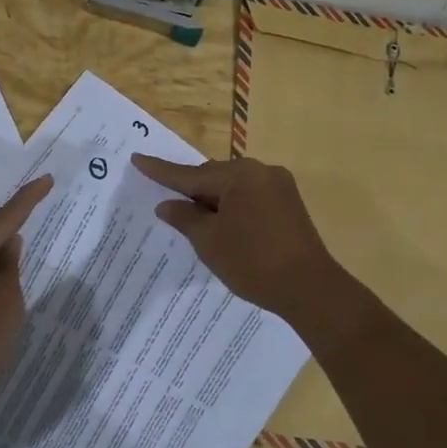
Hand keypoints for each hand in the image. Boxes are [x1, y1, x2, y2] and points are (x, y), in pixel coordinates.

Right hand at [131, 154, 338, 318]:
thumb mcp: (209, 241)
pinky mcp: (289, 204)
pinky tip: (223, 224)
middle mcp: (261, 172)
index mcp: (239, 176)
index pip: (190, 174)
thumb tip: (167, 204)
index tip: (137, 158)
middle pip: (214, 177)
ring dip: (213, 200)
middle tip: (169, 205)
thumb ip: (185, 218)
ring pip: (233, 187)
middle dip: (192, 190)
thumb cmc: (252, 262)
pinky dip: (232, 207)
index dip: (161, 171)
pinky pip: (250, 197)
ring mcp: (279, 187)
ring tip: (196, 221)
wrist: (309, 288)